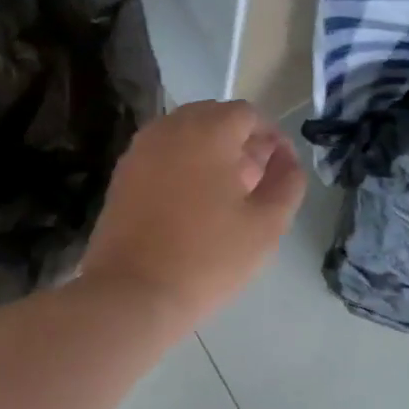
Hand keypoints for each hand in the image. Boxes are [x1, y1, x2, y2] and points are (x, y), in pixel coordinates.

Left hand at [80, 100, 306, 327]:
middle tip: (255, 186)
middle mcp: (168, 129)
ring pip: (183, 140)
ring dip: (209, 157)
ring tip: (224, 199)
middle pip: (212, 120)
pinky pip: (160, 160)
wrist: (133, 293)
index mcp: (207, 130)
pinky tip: (191, 209)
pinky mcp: (121, 179)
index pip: (248, 115)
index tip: (281, 172)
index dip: (270, 140)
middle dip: (239, 145)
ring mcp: (138, 152)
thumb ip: (287, 184)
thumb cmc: (207, 258)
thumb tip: (287, 161)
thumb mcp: (266, 225)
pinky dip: (181, 171)